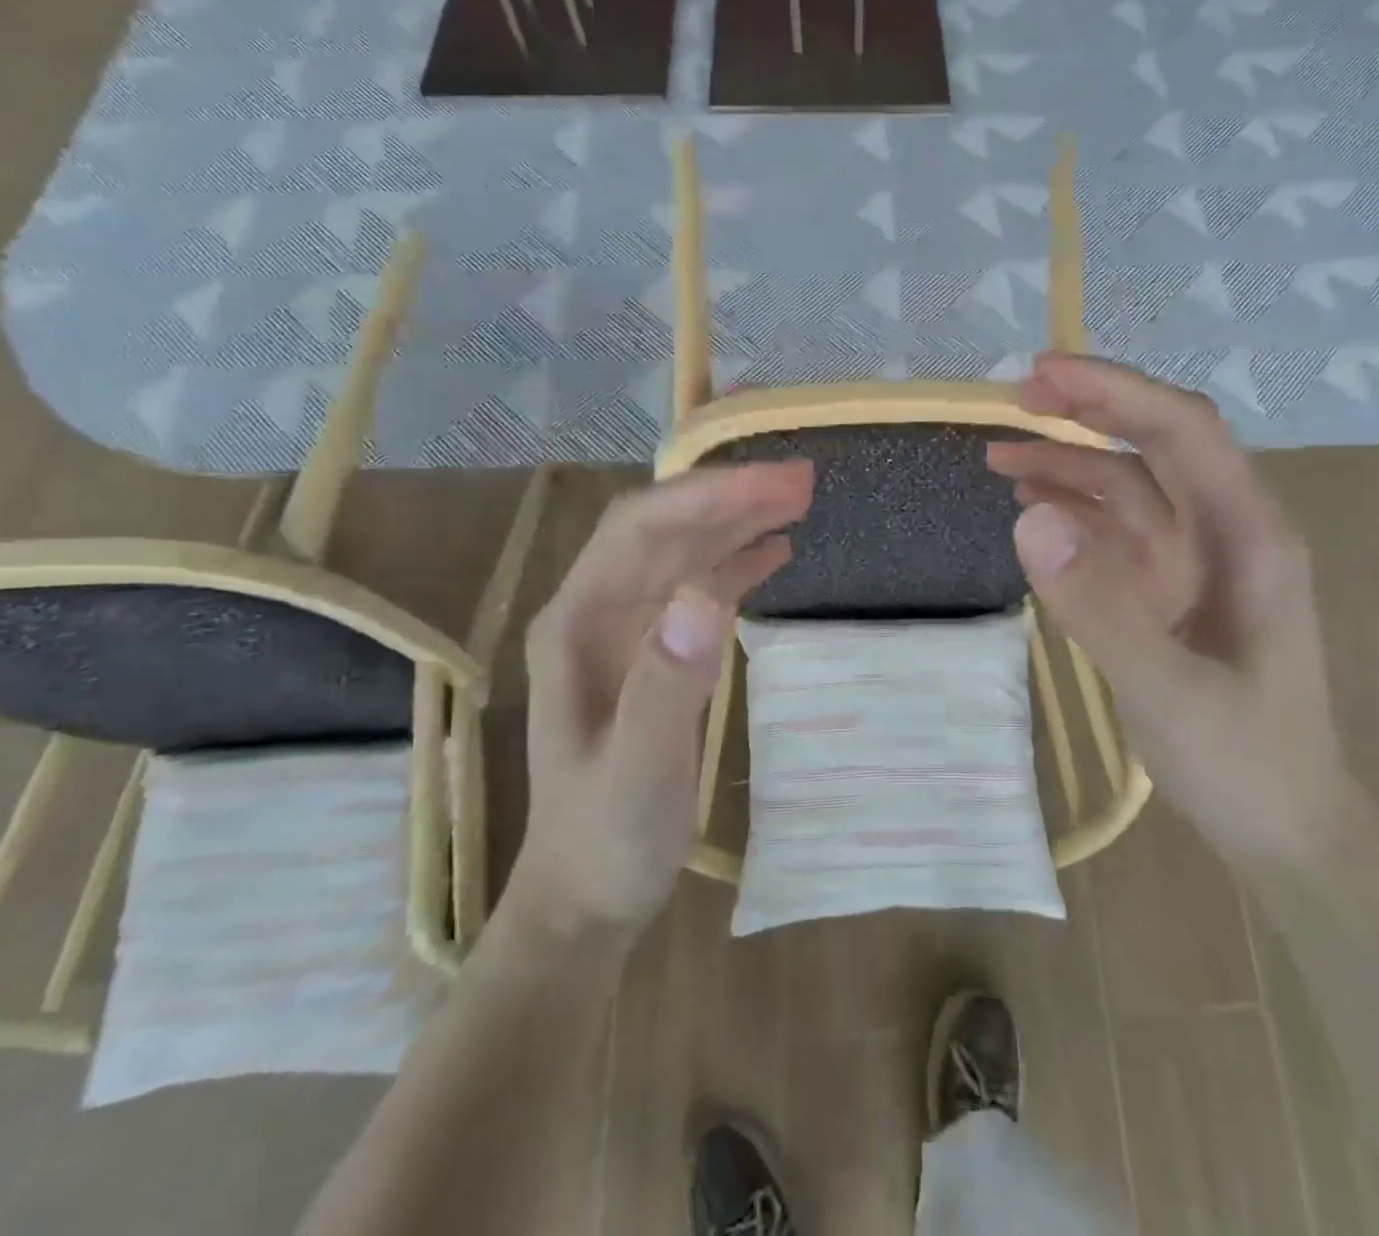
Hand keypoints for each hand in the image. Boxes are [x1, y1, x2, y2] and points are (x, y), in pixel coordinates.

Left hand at [511, 462, 813, 931]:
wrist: (587, 895)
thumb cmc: (606, 839)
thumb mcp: (638, 772)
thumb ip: (666, 684)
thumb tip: (707, 594)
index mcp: (576, 625)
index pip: (640, 530)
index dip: (707, 497)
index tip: (776, 484)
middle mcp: (595, 613)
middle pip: (664, 529)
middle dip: (729, 498)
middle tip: (803, 483)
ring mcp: (623, 631)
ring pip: (682, 552)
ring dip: (736, 522)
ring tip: (797, 503)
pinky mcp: (652, 652)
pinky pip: (695, 588)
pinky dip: (735, 563)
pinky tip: (774, 552)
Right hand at [987, 354, 1354, 877]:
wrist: (1285, 833)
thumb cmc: (1245, 763)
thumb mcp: (1169, 692)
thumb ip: (1101, 608)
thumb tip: (1029, 519)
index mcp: (1247, 536)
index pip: (1182, 431)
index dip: (1114, 392)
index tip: (1042, 375)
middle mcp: (1222, 534)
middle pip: (1154, 447)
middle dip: (1087, 414)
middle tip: (1012, 401)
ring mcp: (1193, 565)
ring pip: (1128, 490)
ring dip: (1069, 466)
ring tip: (1000, 460)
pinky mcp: (1167, 595)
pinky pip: (1116, 536)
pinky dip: (1072, 516)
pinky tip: (1032, 514)